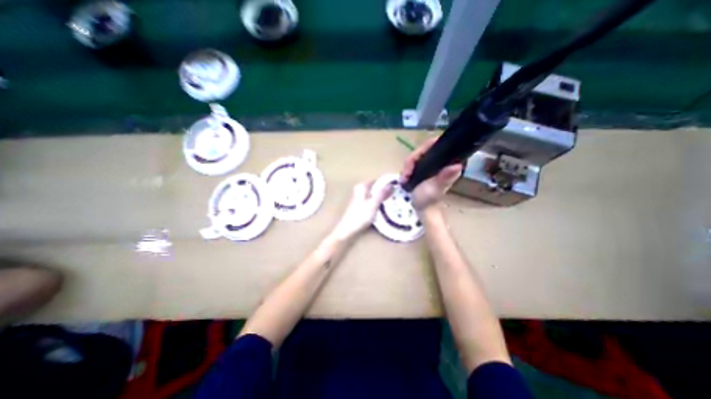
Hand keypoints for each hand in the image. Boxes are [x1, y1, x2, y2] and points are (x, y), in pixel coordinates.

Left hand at [332, 181, 393, 238]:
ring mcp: (362, 199)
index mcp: (362, 187)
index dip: (389, 182)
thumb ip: (382, 194)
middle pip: (378, 187)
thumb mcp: (373, 204)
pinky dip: (380, 203)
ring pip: (376, 195)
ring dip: (384, 197)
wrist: (348, 231)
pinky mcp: (363, 207)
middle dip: (387, 190)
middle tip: (399, 194)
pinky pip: (375, 201)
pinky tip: (387, 208)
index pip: (379, 180)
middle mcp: (361, 190)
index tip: (399, 186)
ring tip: (396, 201)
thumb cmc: (360, 217)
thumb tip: (392, 184)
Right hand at [403, 136, 464, 210]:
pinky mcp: (423, 167)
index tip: (414, 161)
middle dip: (411, 161)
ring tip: (404, 178)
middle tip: (406, 174)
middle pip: (423, 149)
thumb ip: (444, 178)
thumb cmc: (428, 199)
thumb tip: (457, 166)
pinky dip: (406, 169)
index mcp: (448, 163)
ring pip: (416, 155)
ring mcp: (431, 163)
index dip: (424, 148)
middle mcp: (441, 160)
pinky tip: (404, 178)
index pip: (438, 144)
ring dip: (407, 166)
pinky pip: (412, 161)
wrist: (421, 208)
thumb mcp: (435, 189)